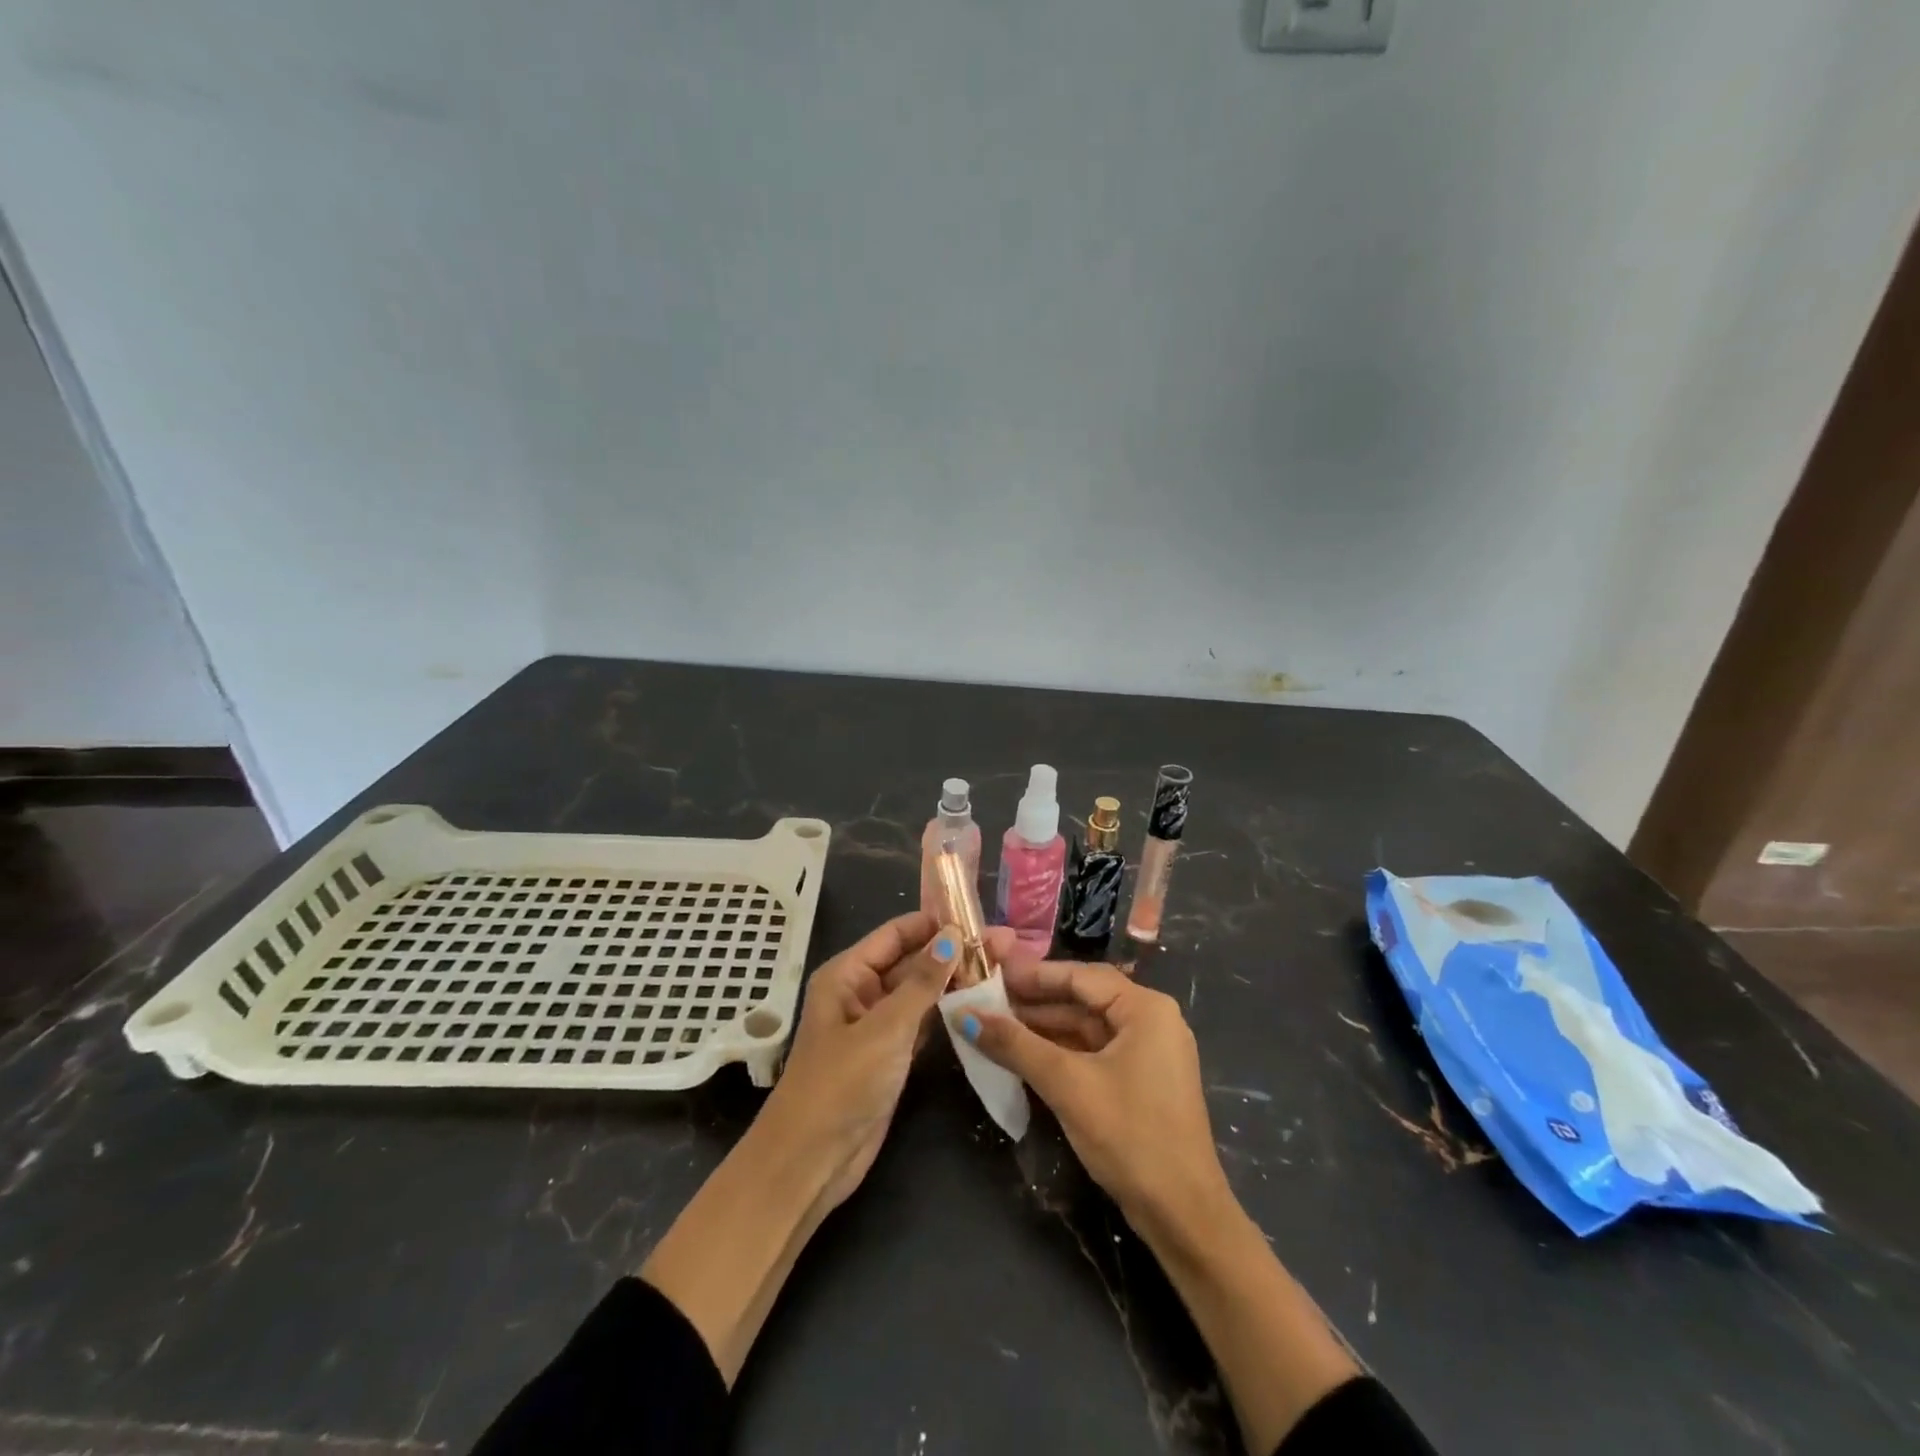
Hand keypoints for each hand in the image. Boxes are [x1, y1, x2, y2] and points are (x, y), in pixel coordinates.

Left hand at [761, 911, 1008, 1213]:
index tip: (979, 918)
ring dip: (956, 981)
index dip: (935, 922)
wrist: (812, 1161)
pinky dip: (949, 1012)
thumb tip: (953, 935)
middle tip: (1007, 944)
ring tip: (1003, 968)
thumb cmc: (841, 1084)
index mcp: (848, 974)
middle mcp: (862, 992)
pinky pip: (924, 1022)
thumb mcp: (885, 1028)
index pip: (896, 933)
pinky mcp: (892, 1055)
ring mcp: (878, 1025)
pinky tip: (982, 1004)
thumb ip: (922, 982)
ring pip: (922, 992)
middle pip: (912, 960)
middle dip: (954, 952)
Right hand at [957, 959, 1231, 1237]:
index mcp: (1145, 1009)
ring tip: (995, 1026)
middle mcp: (1151, 1021)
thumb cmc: (1130, 1135)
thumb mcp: (1067, 1085)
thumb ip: (1015, 1045)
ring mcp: (1148, 1053)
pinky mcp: (1141, 1082)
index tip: (991, 973)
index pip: (1080, 976)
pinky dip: (1060, 1052)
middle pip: (1083, 999)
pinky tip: (1024, 1055)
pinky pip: (1093, 1053)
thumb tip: (964, 1014)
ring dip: (1043, 1029)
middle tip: (985, 1000)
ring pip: (1086, 1028)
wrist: (1183, 1215)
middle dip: (1034, 1003)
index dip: (1033, 974)